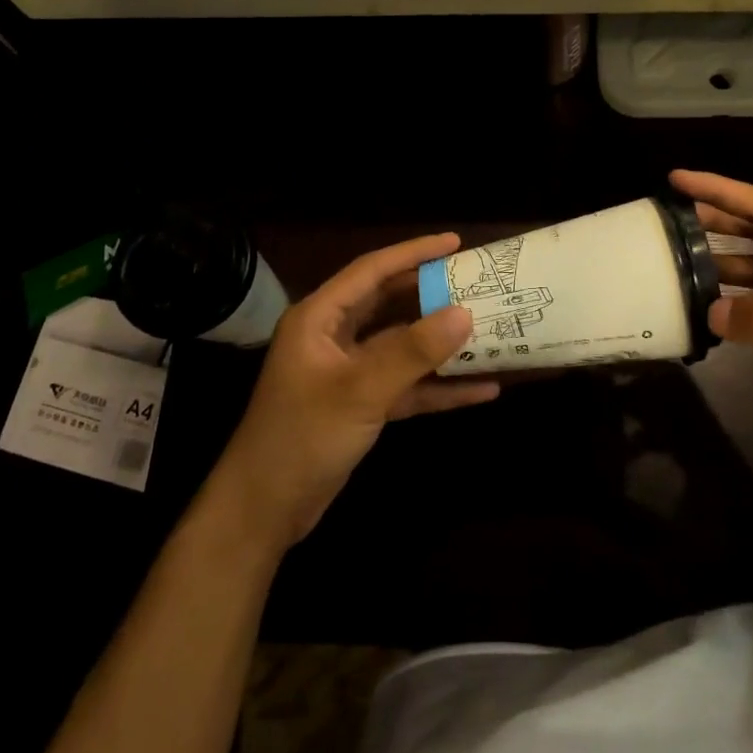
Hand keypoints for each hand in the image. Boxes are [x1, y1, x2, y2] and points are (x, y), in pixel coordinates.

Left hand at [211, 234, 488, 551]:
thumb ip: (412, 351)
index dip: (413, 252)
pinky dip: (438, 386)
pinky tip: (481, 389)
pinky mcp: (361, 404)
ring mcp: (348, 372)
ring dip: (441, 342)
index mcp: (319, 318)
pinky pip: (406, 385)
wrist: (264, 511)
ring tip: (488, 329)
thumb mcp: (360, 390)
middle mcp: (333, 337)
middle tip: (476, 282)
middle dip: (432, 294)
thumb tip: (465, 312)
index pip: (371, 271)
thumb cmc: (302, 437)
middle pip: (389, 303)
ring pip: (402, 346)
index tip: (455, 242)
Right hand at [671, 170, 752, 470]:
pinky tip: (698, 313)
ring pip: (749, 276)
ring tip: (671, 268)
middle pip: (752, 237)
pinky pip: (751, 316)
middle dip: (712, 222)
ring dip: (714, 269)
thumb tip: (708, 310)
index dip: (721, 190)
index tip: (677, 179)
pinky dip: (724, 311)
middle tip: (665, 221)